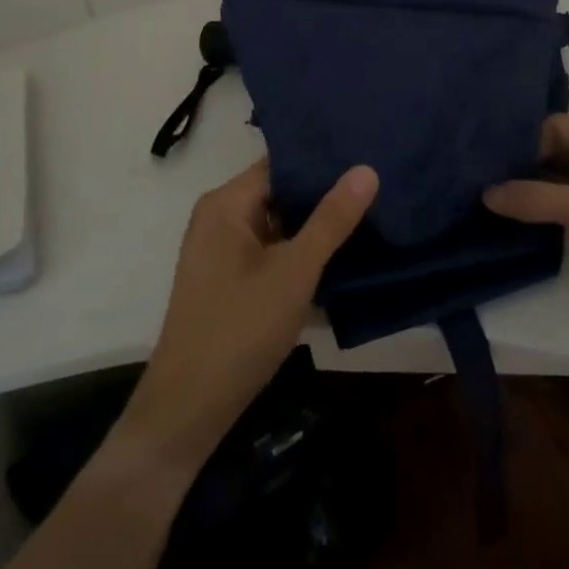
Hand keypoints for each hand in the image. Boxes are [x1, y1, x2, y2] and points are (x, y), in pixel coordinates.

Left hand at [119, 160, 377, 474]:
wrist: (188, 412)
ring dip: (316, 227)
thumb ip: (332, 219)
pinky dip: (301, 253)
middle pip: (281, 192)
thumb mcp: (295, 271)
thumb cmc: (240, 330)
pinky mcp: (230, 280)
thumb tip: (366, 168)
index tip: (369, 156)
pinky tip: (342, 257)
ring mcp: (223, 250)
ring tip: (372, 215)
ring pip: (280, 224)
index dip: (324, 160)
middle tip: (379, 187)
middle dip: (326, 195)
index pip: (282, 163)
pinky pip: (272, 250)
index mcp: (226, 203)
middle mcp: (220, 217)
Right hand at [484, 114, 568, 347]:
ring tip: (491, 201)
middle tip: (478, 180)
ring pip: (568, 180)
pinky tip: (524, 222)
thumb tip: (486, 192)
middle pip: (561, 151)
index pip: (556, 127)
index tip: (481, 160)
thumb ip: (537, 199)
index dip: (521, 142)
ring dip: (536, 190)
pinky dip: (553, 211)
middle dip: (524, 165)